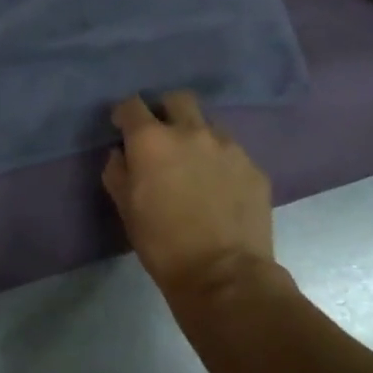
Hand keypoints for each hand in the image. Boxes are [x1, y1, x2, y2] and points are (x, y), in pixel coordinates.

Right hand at [101, 91, 274, 294]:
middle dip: (165, 110)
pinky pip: (232, 152)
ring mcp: (228, 148)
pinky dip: (220, 160)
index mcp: (151, 140)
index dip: (125, 114)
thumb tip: (122, 154)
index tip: (122, 129)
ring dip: (196, 135)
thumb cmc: (160, 240)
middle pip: (178, 99)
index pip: (132, 104)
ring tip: (193, 164)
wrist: (223, 274)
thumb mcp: (123, 205)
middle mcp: (191, 132)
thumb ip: (117, 170)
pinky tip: (217, 187)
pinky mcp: (254, 168)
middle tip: (161, 137)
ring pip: (209, 124)